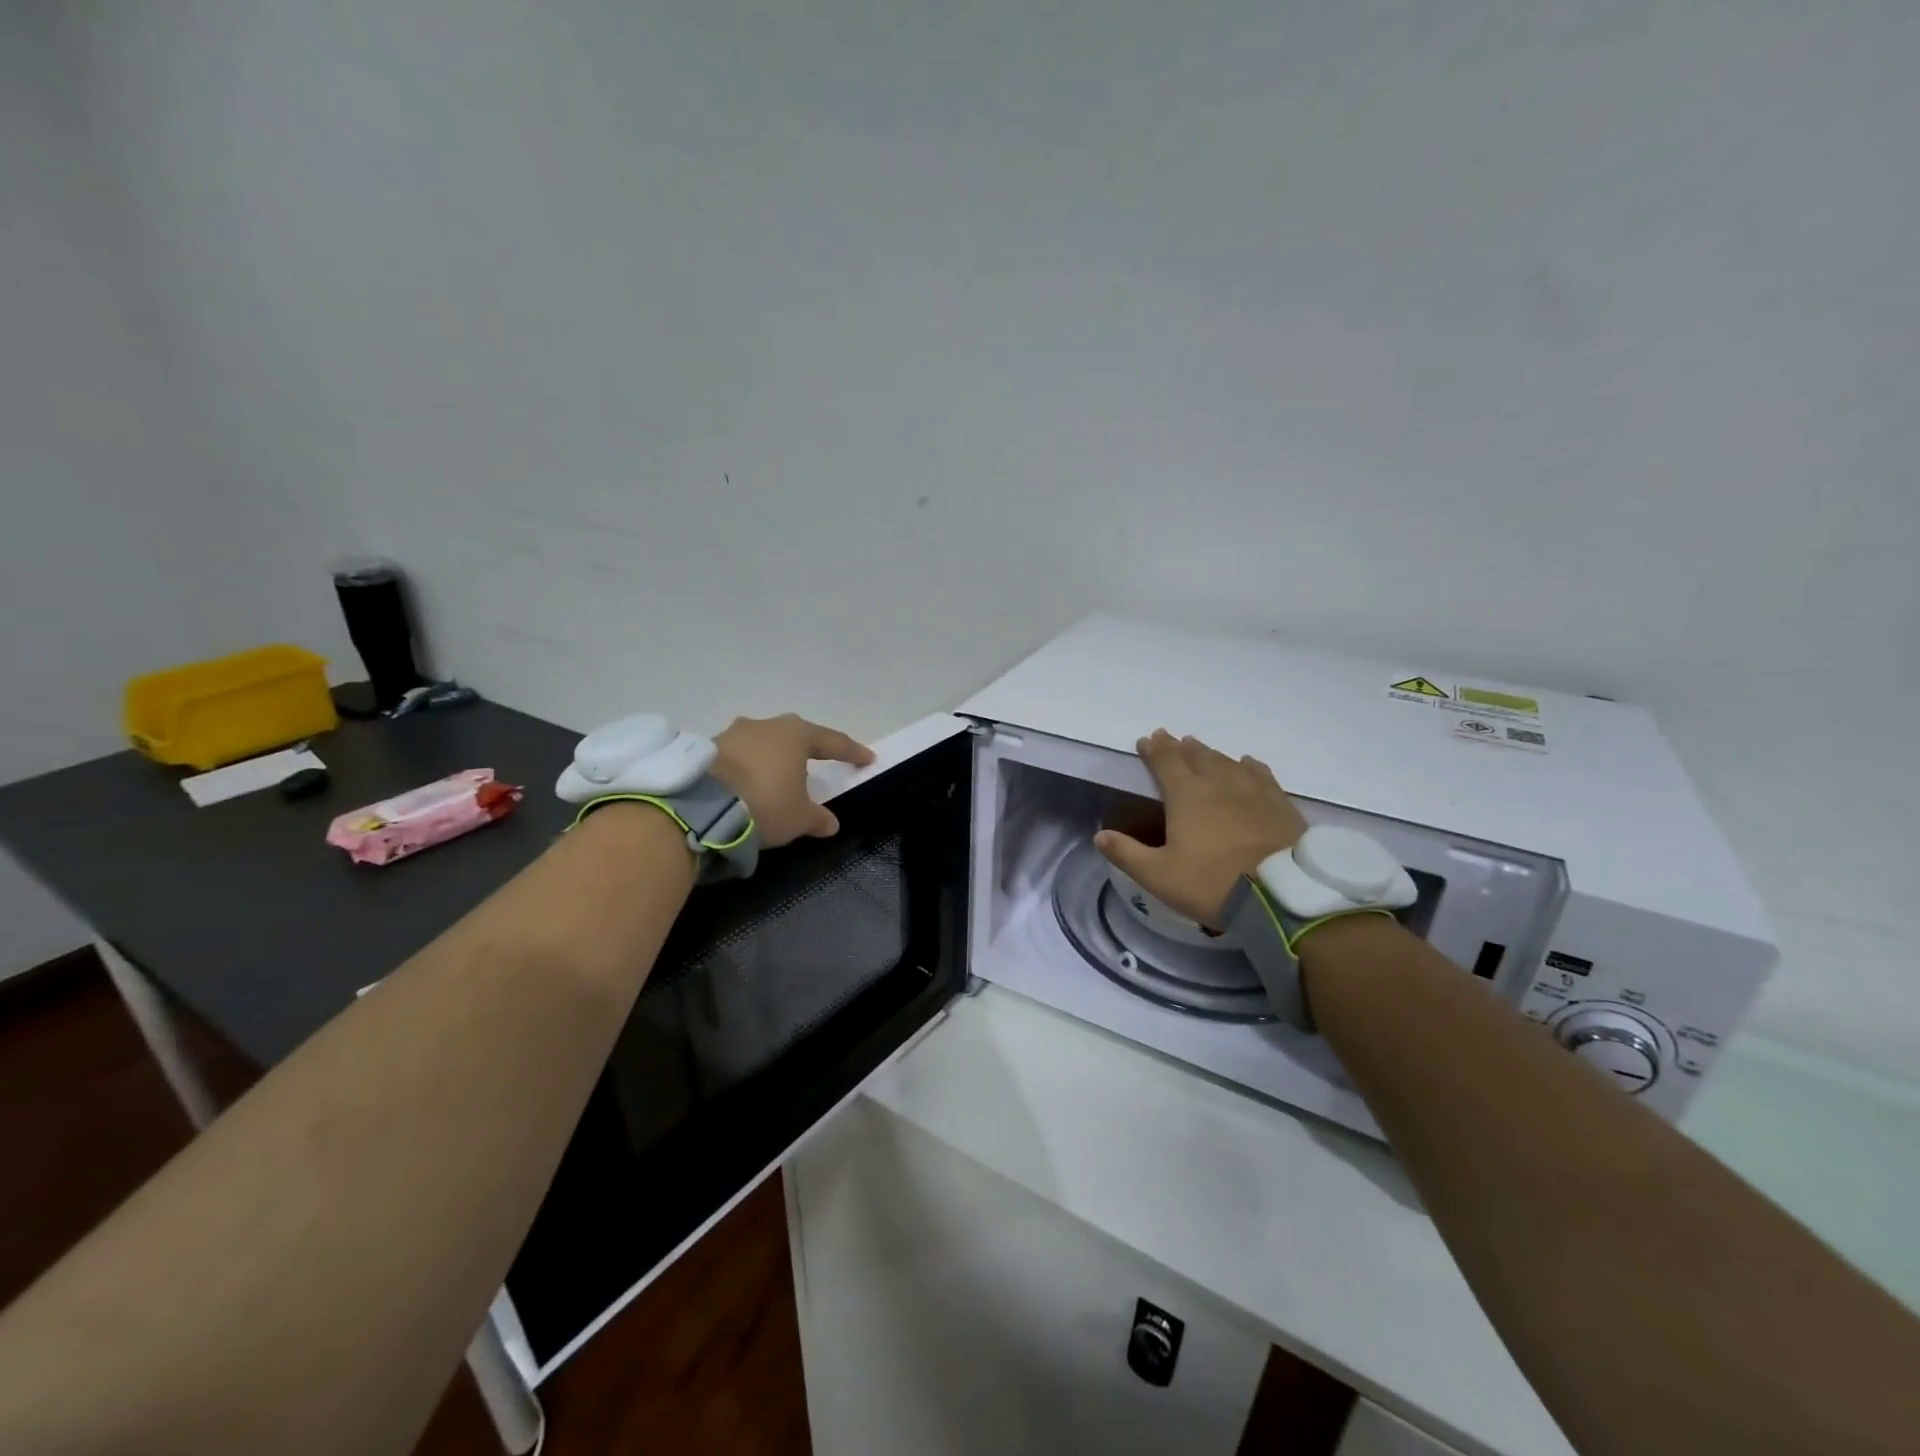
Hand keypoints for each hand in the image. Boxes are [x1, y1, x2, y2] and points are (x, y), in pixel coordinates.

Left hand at [711, 713, 874, 848]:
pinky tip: (747, 785)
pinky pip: (738, 757)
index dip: (851, 752)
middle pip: (794, 736)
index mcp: (796, 734)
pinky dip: (747, 769)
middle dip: (807, 750)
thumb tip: (830, 823)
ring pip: (763, 744)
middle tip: (818, 763)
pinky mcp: (708, 749)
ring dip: (772, 759)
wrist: (701, 805)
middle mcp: (766, 725)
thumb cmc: (765, 803)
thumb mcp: (799, 818)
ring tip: (777, 779)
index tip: (867, 759)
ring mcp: (733, 734)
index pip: (832, 742)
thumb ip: (817, 818)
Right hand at [1094, 729, 1307, 927]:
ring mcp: (1252, 790)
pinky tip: (1246, 763)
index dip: (1154, 750)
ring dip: (1209, 753)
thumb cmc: (1211, 883)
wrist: (1281, 895)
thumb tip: (1100, 836)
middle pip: (1196, 756)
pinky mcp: (1279, 803)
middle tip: (1170, 739)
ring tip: (1200, 748)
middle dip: (1180, 747)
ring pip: (1226, 761)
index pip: (1165, 762)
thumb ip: (1127, 854)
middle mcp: (1218, 783)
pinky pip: (1260, 774)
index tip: (1146, 740)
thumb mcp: (1159, 875)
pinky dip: (1247, 765)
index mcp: (1186, 795)